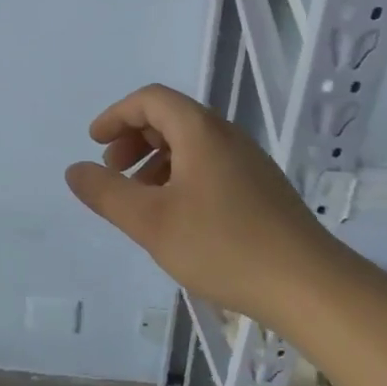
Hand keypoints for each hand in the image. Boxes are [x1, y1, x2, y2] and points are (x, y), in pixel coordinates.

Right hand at [64, 83, 328, 327]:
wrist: (310, 286)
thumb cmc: (223, 246)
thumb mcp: (151, 222)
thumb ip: (107, 193)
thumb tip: (75, 170)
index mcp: (201, 131)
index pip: (151, 99)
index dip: (117, 115)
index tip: (95, 143)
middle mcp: (227, 136)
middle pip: (172, 117)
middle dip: (134, 137)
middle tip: (113, 170)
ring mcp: (249, 163)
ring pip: (192, 144)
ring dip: (156, 160)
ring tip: (139, 198)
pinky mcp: (262, 189)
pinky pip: (210, 165)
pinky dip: (181, 176)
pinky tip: (176, 217)